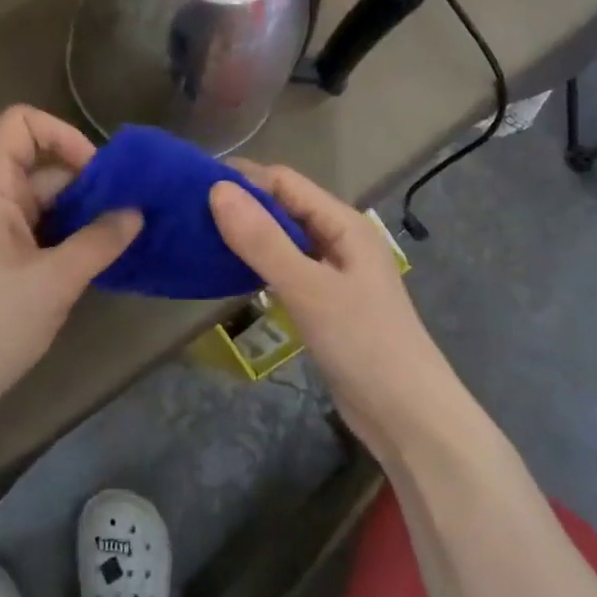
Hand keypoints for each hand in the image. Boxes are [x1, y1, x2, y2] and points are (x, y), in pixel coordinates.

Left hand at [0, 106, 140, 437]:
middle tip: (128, 212)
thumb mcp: (54, 282)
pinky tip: (93, 265)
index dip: (62, 135)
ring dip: (78, 214)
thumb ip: (99, 241)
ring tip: (119, 239)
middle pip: (37, 165)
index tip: (98, 175)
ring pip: (39, 204)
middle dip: (84, 182)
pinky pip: (33, 235)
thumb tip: (136, 212)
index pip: (20, 125)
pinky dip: (64, 240)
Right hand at [210, 164, 451, 455]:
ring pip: (284, 240)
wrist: (408, 417)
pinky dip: (260, 266)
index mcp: (344, 223)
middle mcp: (340, 239)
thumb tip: (218, 190)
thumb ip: (263, 240)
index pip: (286, 182)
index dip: (243, 180)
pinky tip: (231, 274)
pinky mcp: (326, 303)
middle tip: (188, 214)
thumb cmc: (363, 343)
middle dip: (242, 206)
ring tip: (200, 239)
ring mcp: (334, 273)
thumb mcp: (308, 288)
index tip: (194, 186)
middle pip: (285, 208)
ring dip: (249, 236)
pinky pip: (288, 270)